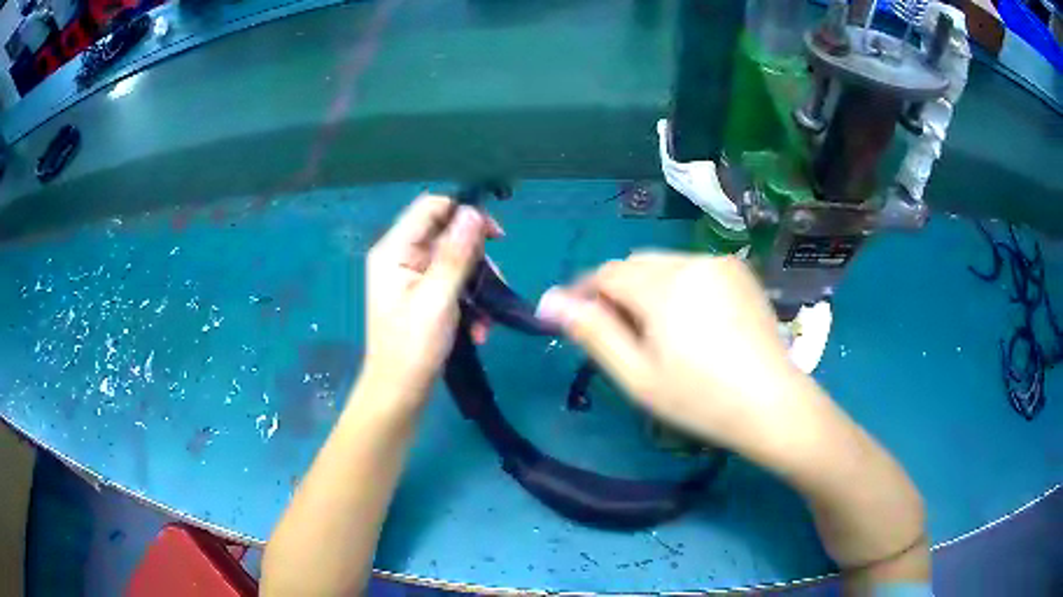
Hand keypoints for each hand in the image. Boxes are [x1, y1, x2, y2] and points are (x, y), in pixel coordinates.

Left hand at [362, 194, 498, 407]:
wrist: (400, 394)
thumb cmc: (413, 347)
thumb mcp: (438, 298)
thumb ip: (456, 254)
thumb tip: (474, 212)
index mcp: (394, 250)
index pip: (431, 207)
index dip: (464, 214)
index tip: (495, 237)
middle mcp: (401, 257)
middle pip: (447, 235)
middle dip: (476, 260)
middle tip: (495, 285)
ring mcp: (412, 278)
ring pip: (456, 262)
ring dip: (478, 287)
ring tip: (487, 318)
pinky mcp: (423, 297)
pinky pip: (453, 285)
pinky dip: (470, 303)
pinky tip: (480, 329)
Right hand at [536, 252, 811, 454]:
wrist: (772, 404)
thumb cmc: (699, 399)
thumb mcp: (637, 376)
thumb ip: (593, 333)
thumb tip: (550, 301)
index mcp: (662, 286)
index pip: (606, 274)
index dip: (585, 294)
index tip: (577, 321)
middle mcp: (690, 262)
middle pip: (635, 265)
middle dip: (618, 292)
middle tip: (622, 336)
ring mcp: (719, 263)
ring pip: (664, 265)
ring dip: (648, 288)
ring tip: (659, 332)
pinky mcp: (739, 272)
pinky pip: (693, 268)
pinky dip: (679, 286)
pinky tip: (692, 322)